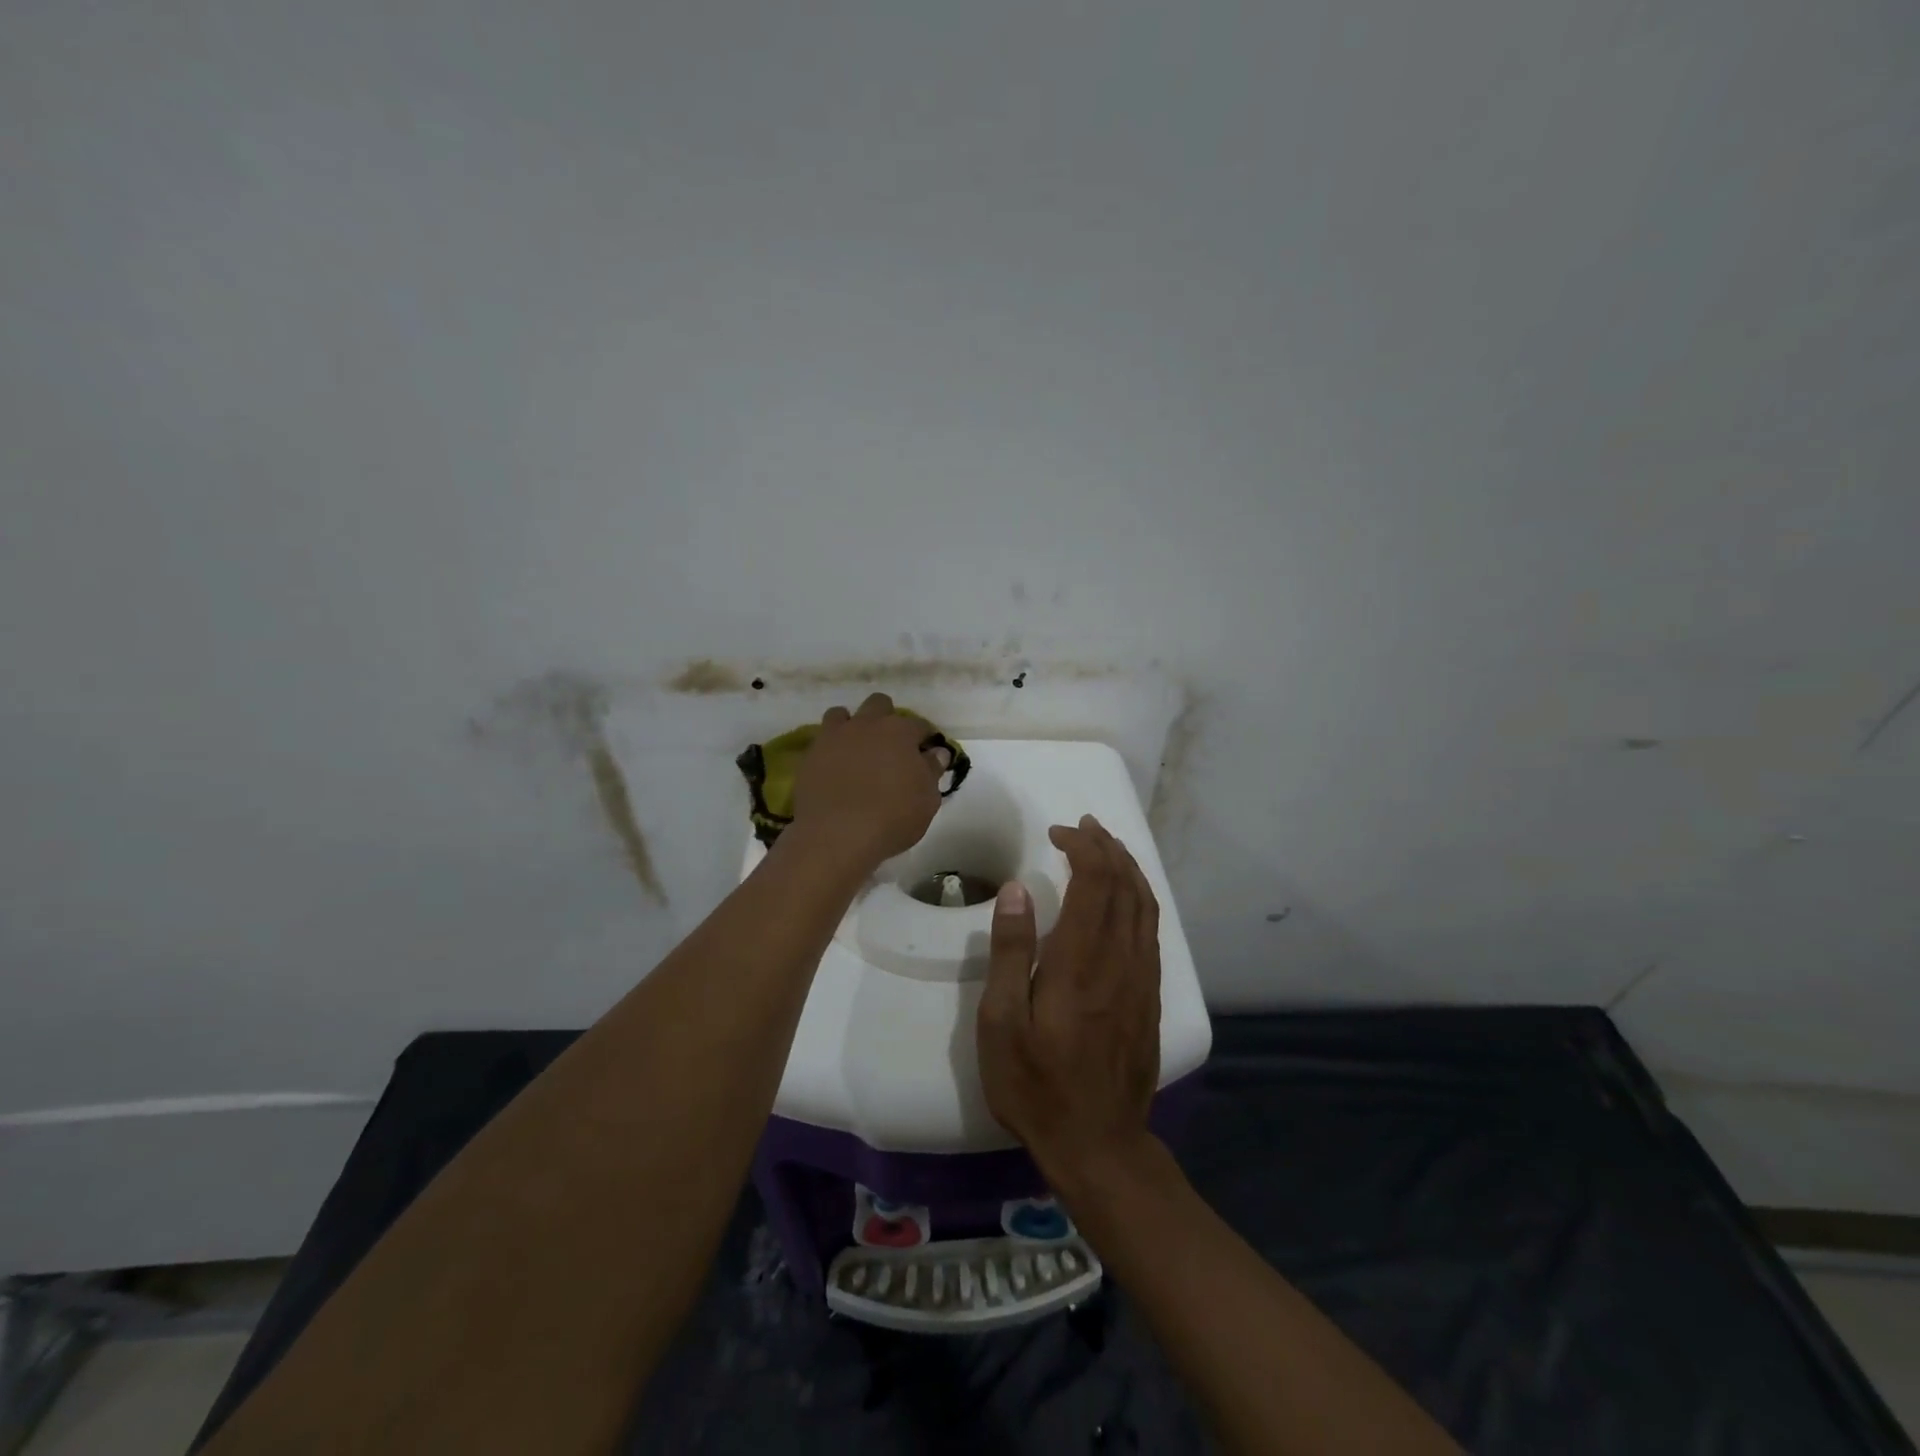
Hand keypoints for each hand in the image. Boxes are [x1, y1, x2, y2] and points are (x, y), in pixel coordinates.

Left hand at [790, 693, 950, 868]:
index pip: (918, 725)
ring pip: (842, 714)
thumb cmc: (892, 818)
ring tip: (856, 751)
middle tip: (890, 746)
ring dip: (852, 726)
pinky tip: (835, 768)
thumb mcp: (927, 799)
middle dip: (886, 718)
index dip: (923, 738)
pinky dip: (830, 748)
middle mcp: (866, 724)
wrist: (837, 835)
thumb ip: (932, 771)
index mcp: (899, 732)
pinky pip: (821, 740)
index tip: (925, 753)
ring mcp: (834, 737)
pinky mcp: (810, 754)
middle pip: (878, 704)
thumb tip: (936, 752)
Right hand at [976, 815, 1161, 1198]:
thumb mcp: (1002, 1023)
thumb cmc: (1036, 1085)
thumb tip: (1017, 890)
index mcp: (1081, 960)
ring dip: (1127, 868)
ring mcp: (1141, 978)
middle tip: (1083, 827)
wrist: (1098, 1145)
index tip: (1057, 833)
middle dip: (1107, 847)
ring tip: (1107, 847)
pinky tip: (1125, 898)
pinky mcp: (1150, 996)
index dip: (1082, 847)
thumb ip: (1011, 952)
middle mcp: (1120, 959)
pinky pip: (1151, 930)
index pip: (1095, 881)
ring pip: (1145, 905)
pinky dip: (1139, 898)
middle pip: (1125, 885)